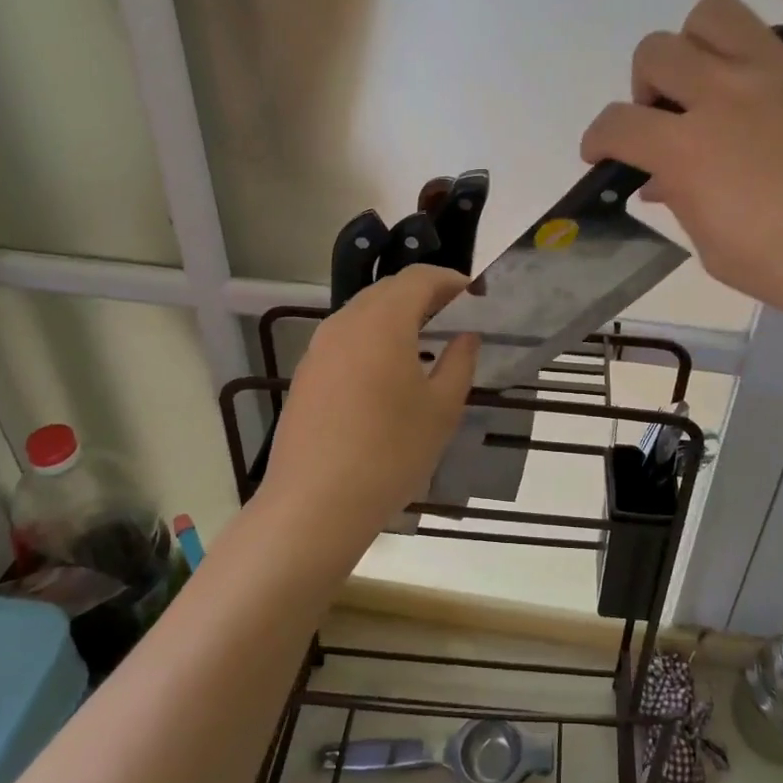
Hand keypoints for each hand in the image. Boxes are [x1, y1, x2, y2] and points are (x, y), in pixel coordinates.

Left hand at [261, 266, 480, 532]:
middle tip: (455, 319)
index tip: (476, 298)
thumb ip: (459, 362)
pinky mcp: (306, 374)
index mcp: (383, 321)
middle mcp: (345, 322)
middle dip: (425, 296)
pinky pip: (346, 339)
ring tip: (425, 344)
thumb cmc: (390, 452)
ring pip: (364, 313)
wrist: (315, 504)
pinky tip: (387, 373)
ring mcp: (319, 348)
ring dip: (397, 317)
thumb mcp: (441, 409)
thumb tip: (466, 336)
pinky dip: (373, 339)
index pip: (420, 278)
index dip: (451, 281)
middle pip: (389, 290)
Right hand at [579, 0, 782, 356]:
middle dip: (647, 87)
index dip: (599, 138)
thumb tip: (661, 180)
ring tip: (709, 70)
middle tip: (667, 117)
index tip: (604, 153)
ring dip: (696, 41)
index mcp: (689, 150)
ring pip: (715, 14)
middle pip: (657, 54)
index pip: (617, 124)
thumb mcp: (717, 249)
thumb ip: (683, 202)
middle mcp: (726, 94)